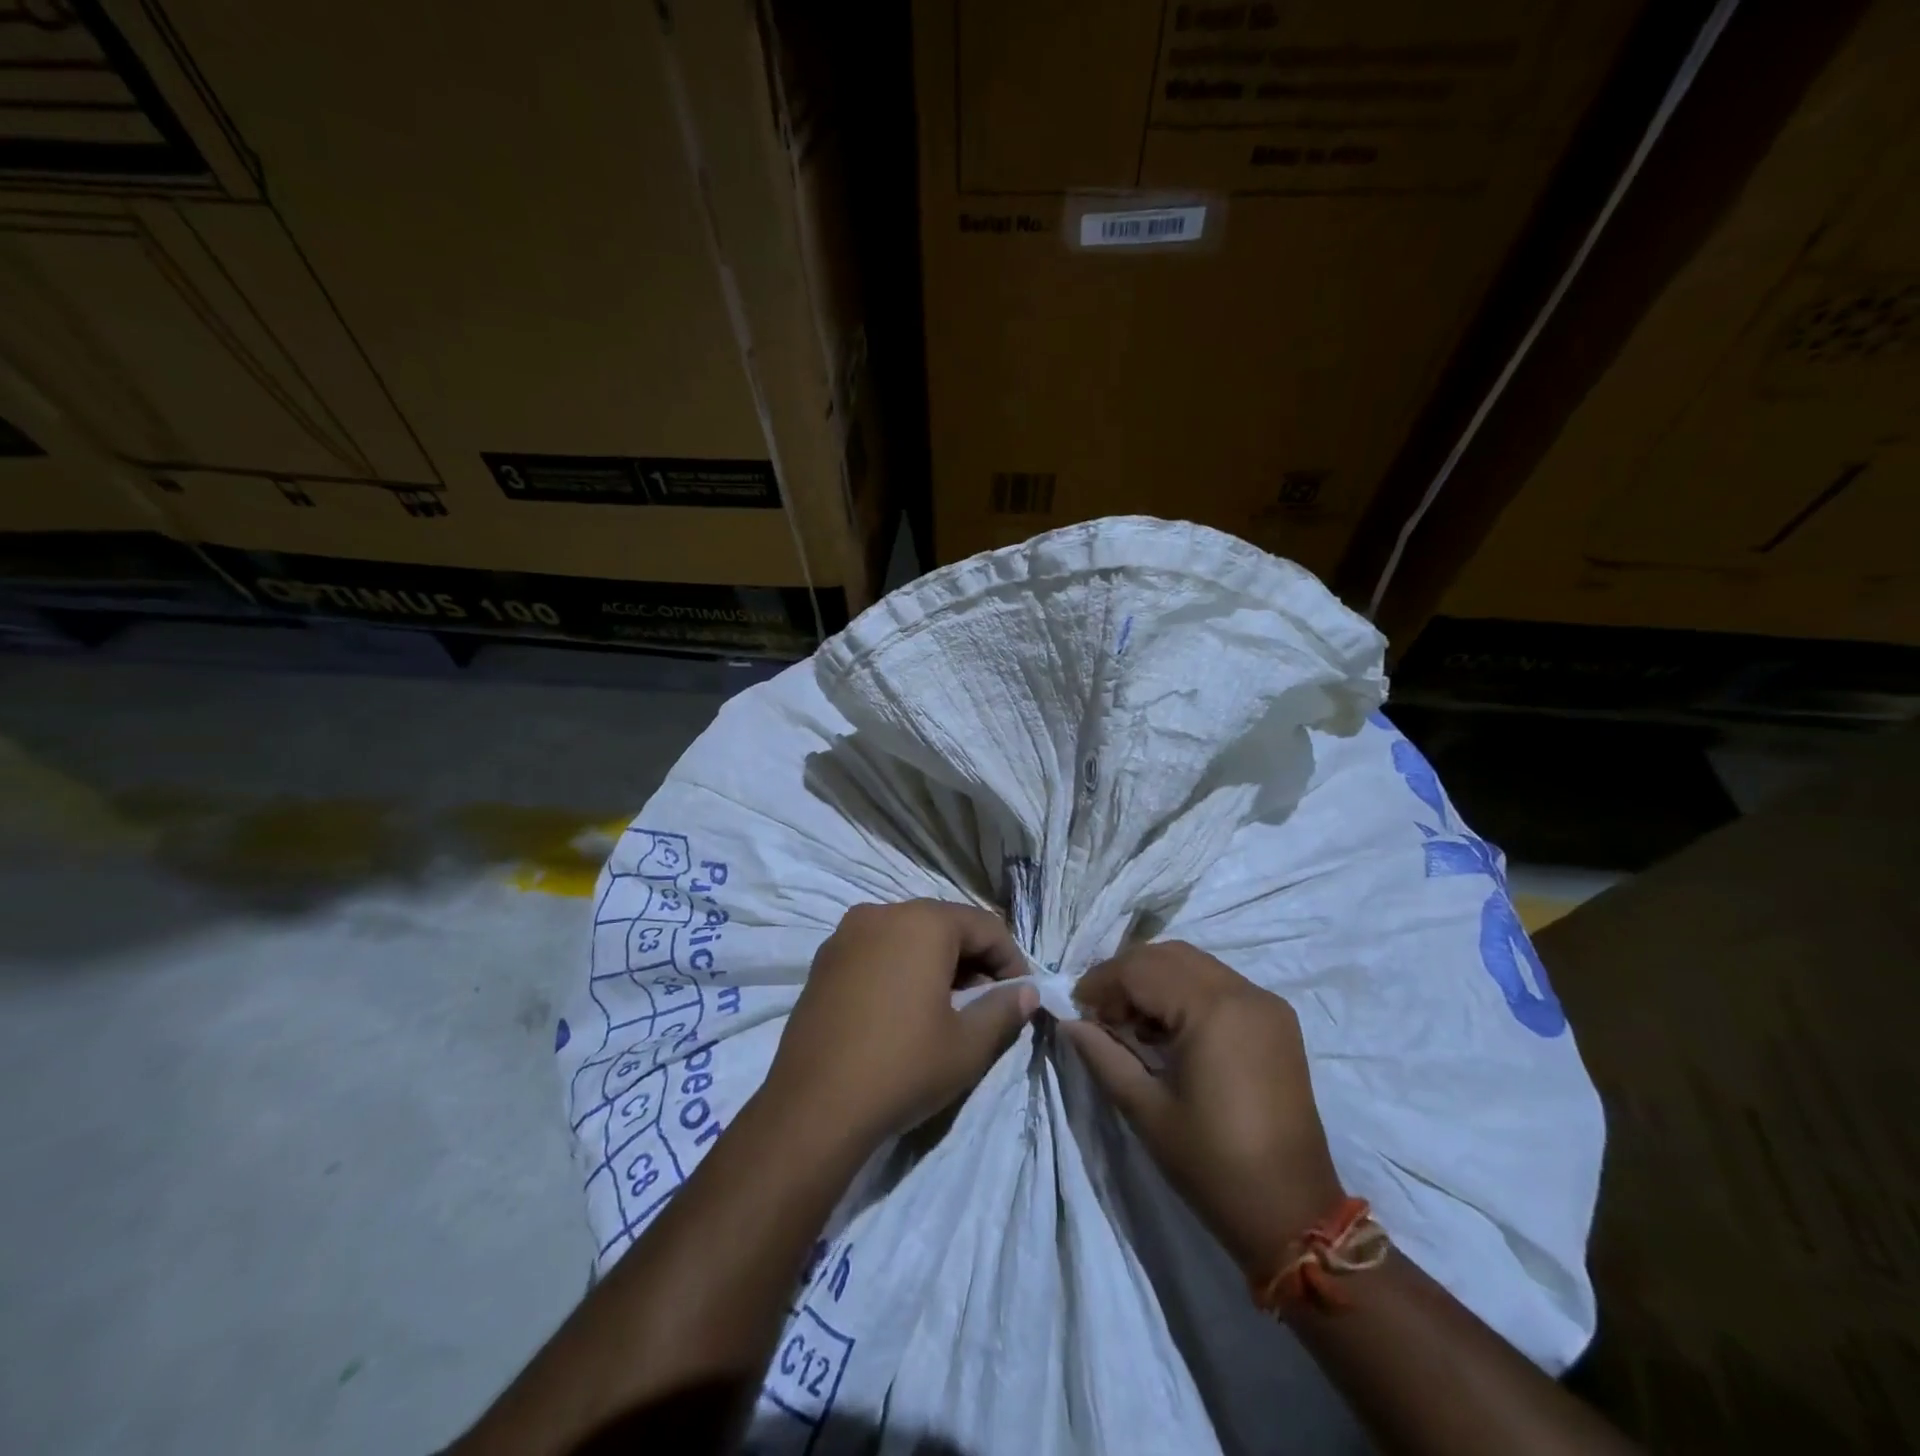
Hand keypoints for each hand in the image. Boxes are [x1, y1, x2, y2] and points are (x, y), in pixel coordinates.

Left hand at [763, 900, 1039, 1149]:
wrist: (812, 1108)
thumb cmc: (902, 1067)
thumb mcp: (968, 1045)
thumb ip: (1004, 1010)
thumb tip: (1026, 992)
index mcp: (922, 922)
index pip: (985, 926)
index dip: (1011, 960)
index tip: (1020, 997)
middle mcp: (882, 913)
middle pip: (944, 925)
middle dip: (973, 960)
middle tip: (987, 1004)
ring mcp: (846, 934)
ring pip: (908, 936)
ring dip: (936, 963)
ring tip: (946, 1009)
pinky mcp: (823, 961)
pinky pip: (876, 951)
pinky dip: (900, 968)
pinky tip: (903, 1010)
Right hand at [1061, 941, 1343, 1275]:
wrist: (1294, 1215)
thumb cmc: (1213, 1166)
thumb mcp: (1146, 1110)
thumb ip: (1103, 1056)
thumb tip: (1069, 1022)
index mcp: (1213, 1010)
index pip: (1141, 969)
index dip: (1101, 982)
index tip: (1076, 1007)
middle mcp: (1243, 992)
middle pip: (1168, 955)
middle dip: (1126, 975)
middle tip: (1101, 1012)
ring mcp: (1266, 1003)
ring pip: (1194, 963)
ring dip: (1155, 979)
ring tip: (1131, 1021)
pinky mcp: (1277, 1019)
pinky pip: (1219, 983)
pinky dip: (1185, 990)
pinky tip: (1168, 1028)